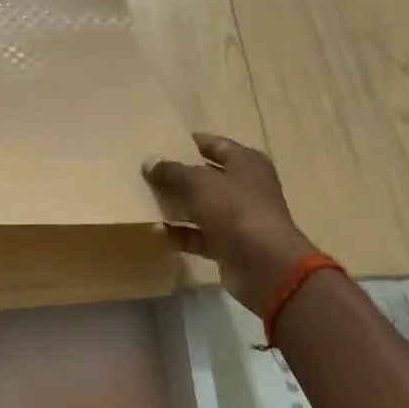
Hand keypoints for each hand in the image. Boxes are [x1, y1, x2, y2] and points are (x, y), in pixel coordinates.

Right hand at [144, 133, 318, 319]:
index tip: (161, 142)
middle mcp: (246, 187)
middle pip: (206, 177)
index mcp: (246, 162)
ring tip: (144, 200)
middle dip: (178, 176)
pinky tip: (156, 231)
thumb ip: (171, 171)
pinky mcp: (230, 246)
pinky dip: (181, 234)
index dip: (190, 143)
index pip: (215, 144)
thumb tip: (149, 162)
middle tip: (146, 172)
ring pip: (201, 207)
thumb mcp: (197, 182)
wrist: (264, 265)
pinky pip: (200, 235)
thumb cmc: (235, 209)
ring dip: (177, 206)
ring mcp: (239, 218)